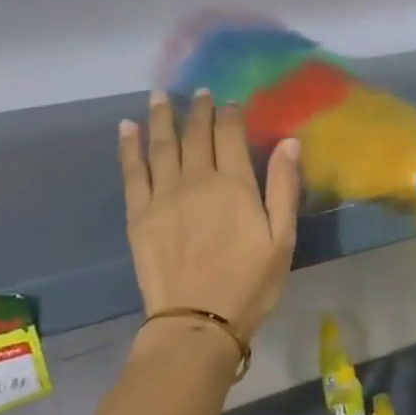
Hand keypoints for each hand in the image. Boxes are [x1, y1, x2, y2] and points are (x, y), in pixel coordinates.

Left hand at [118, 91, 300, 341]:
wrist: (197, 321)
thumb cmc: (250, 283)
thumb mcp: (283, 238)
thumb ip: (284, 188)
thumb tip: (289, 142)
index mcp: (234, 186)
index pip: (230, 136)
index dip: (230, 114)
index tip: (230, 101)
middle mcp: (196, 181)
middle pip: (196, 135)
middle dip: (198, 110)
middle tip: (199, 93)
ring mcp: (162, 196)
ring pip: (161, 146)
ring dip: (161, 118)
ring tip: (160, 96)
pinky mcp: (138, 215)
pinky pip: (132, 172)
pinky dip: (128, 147)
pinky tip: (126, 129)